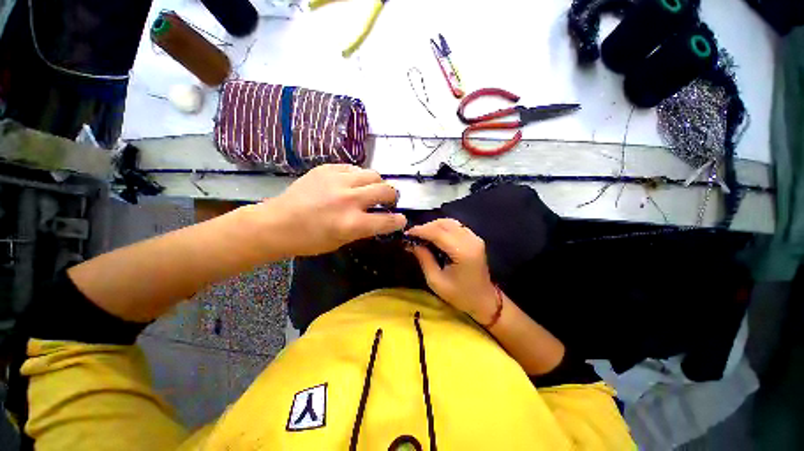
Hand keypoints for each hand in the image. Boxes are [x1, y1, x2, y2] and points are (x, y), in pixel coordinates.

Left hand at [260, 164, 406, 255]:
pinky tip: (352, 183)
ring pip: (373, 174)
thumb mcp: (341, 242)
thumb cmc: (309, 240)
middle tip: (387, 201)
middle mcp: (349, 199)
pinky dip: (358, 177)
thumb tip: (380, 218)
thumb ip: (364, 229)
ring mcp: (338, 181)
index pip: (388, 220)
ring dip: (377, 183)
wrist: (277, 223)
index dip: (399, 221)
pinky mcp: (327, 168)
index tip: (401, 219)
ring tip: (370, 189)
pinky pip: (354, 168)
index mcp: (352, 223)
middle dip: (392, 197)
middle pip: (385, 190)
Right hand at [407, 218, 497, 323]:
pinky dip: (442, 227)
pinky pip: (456, 226)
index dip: (420, 230)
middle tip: (412, 236)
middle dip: (425, 227)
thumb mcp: (436, 281)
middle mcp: (470, 240)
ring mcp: (474, 237)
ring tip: (422, 236)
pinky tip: (434, 236)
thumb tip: (411, 243)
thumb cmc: (459, 295)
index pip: (437, 232)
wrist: (484, 300)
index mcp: (462, 252)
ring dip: (434, 226)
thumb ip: (424, 259)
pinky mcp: (475, 238)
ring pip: (449, 222)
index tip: (406, 234)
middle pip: (444, 224)